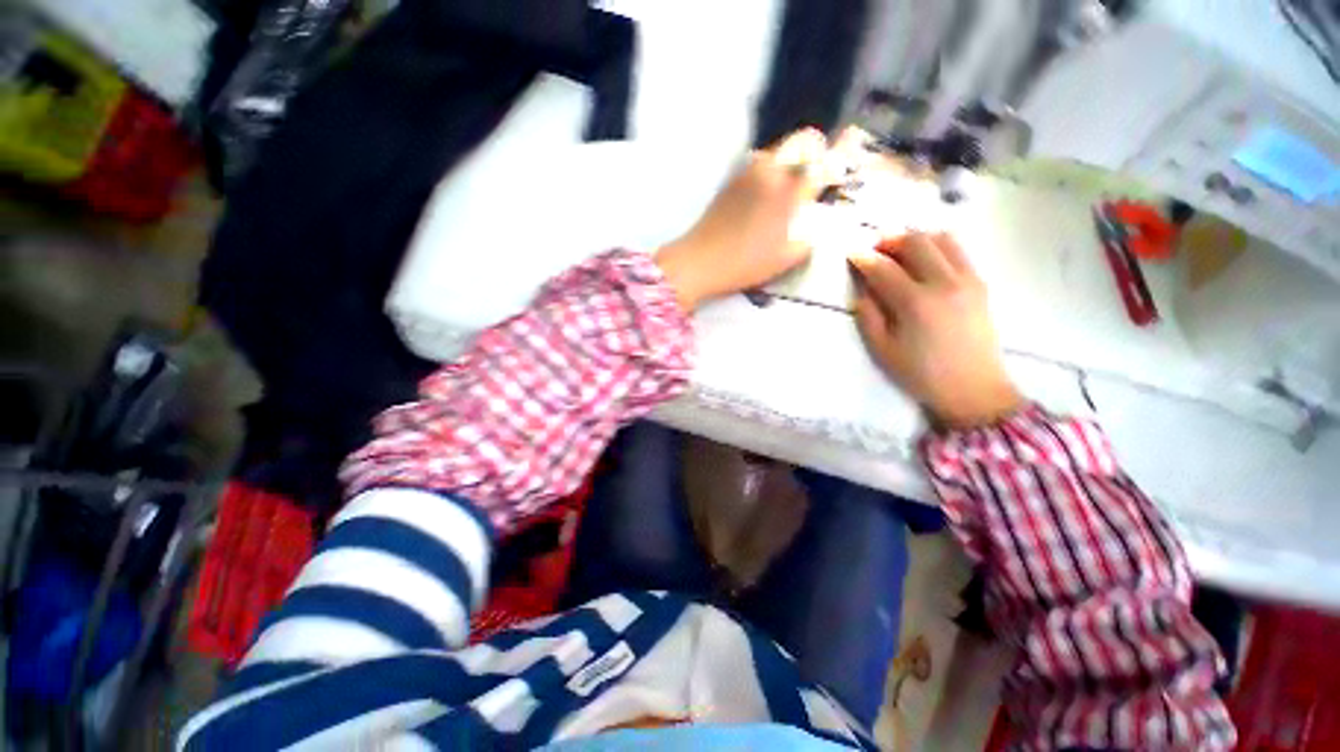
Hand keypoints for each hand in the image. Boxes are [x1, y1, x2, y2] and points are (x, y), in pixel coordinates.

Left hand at [656, 129, 827, 310]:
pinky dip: (770, 168)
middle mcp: (770, 171)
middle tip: (818, 172)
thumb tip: (817, 226)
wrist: (700, 261)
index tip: (842, 168)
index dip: (838, 161)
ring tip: (791, 184)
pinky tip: (766, 192)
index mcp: (789, 190)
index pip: (824, 162)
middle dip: (817, 150)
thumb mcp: (786, 258)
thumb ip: (809, 239)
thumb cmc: (745, 263)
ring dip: (792, 158)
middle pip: (802, 140)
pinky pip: (758, 162)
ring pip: (779, 149)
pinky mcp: (731, 180)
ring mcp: (747, 172)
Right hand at [848, 233, 1022, 428]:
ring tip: (898, 251)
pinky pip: (958, 251)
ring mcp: (967, 280)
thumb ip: (869, 316)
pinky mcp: (980, 284)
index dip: (864, 258)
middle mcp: (944, 283)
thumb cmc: (921, 373)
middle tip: (874, 248)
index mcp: (915, 303)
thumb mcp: (882, 350)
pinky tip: (924, 260)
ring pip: (941, 239)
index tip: (850, 252)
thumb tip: (863, 290)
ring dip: (915, 239)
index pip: (884, 268)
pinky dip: (937, 246)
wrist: (973, 388)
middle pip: (916, 242)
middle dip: (889, 240)